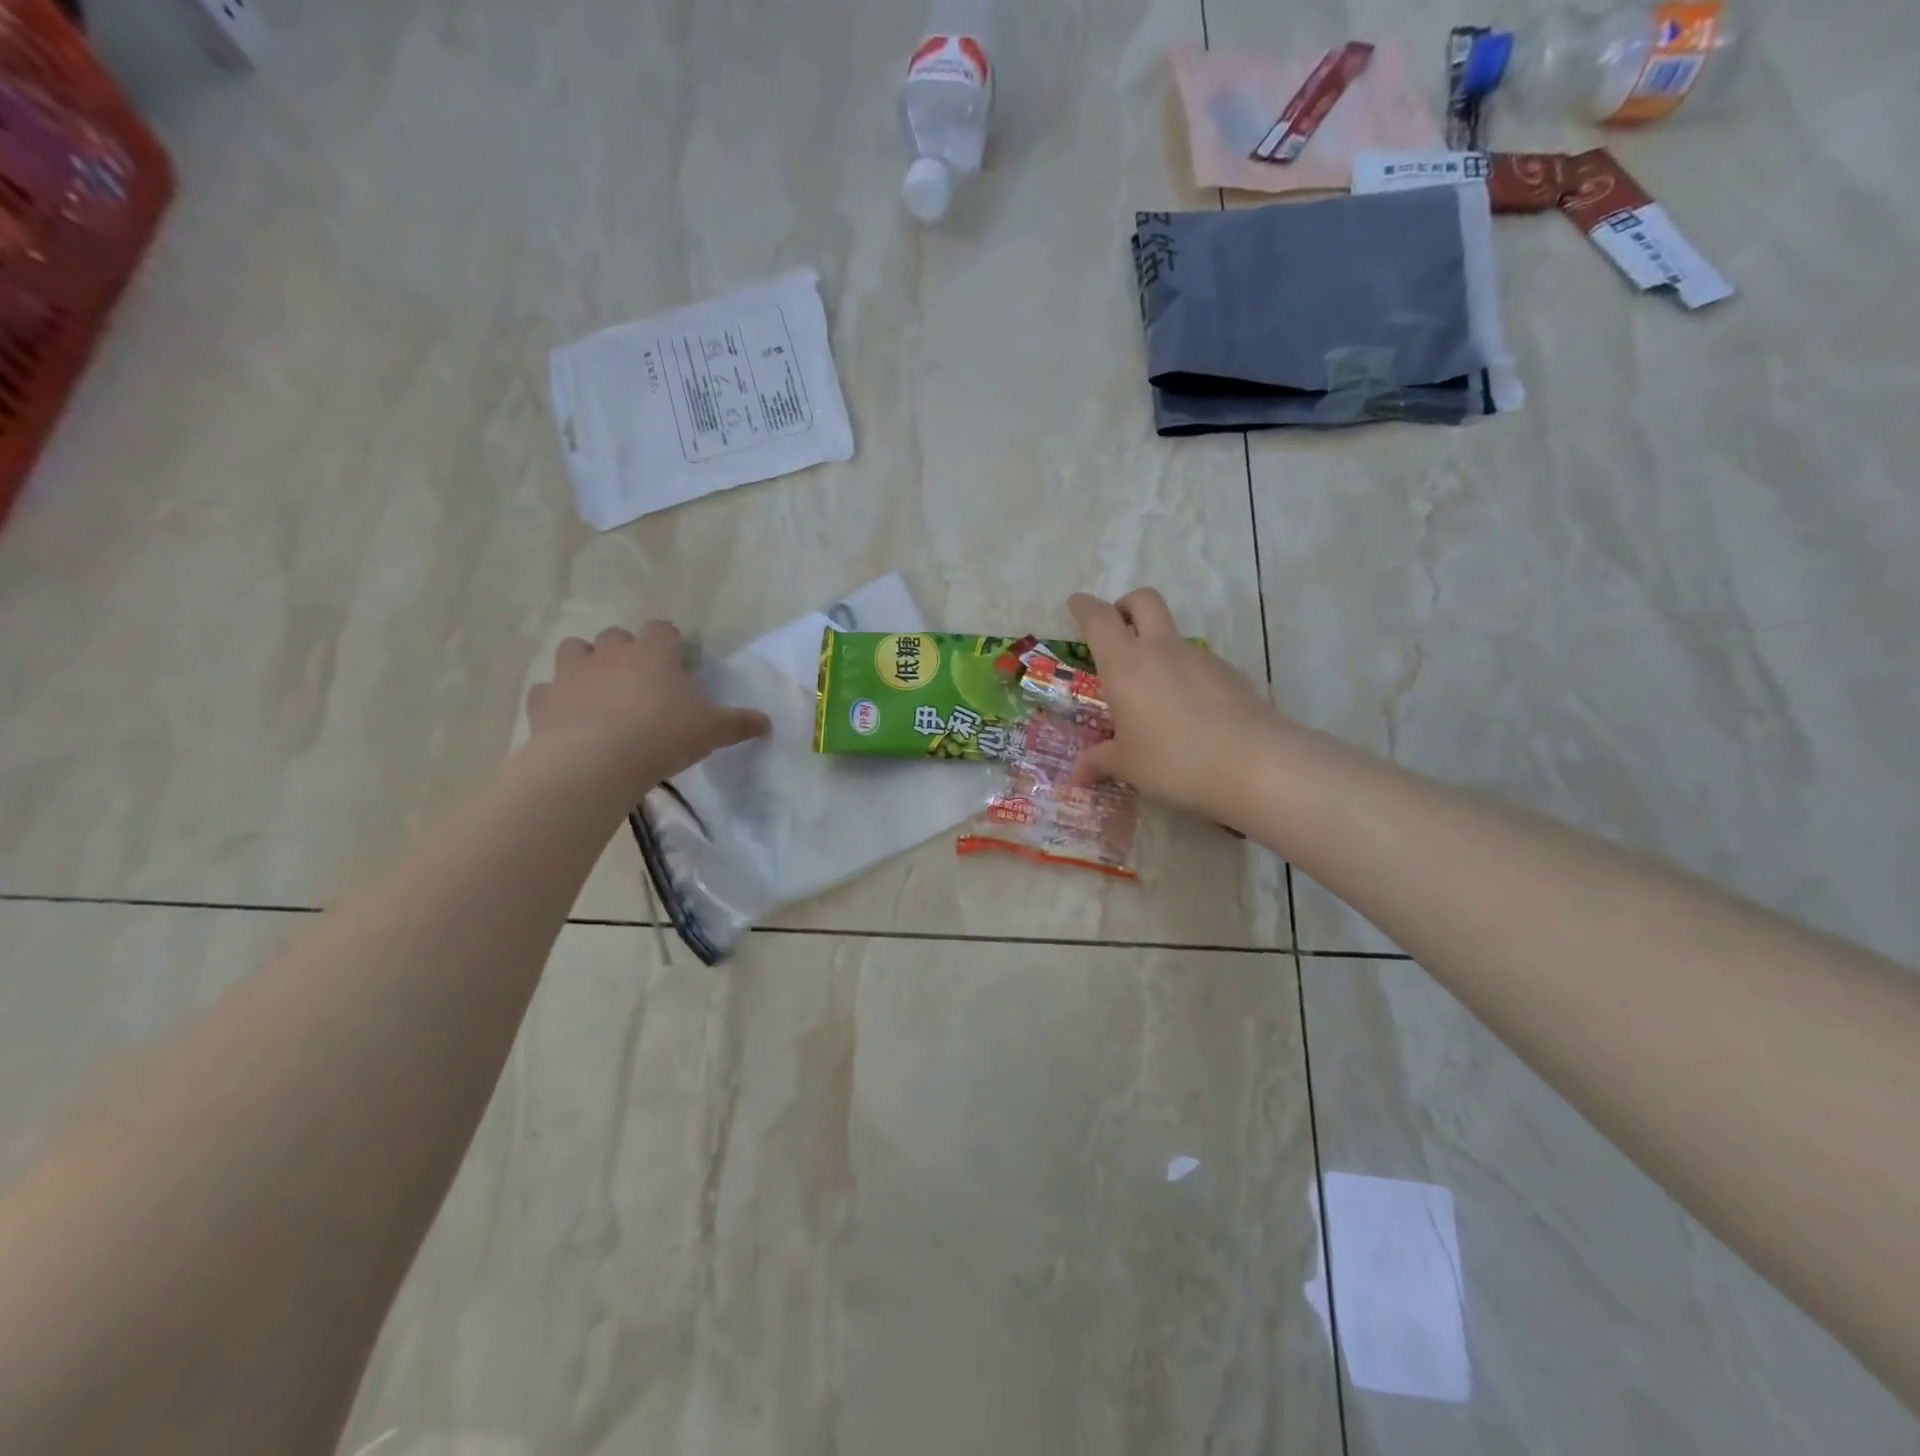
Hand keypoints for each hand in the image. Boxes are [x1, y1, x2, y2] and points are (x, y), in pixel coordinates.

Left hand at [526, 623, 769, 788]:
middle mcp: (610, 652)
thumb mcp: (712, 731)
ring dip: (586, 664)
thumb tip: (768, 722)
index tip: (677, 662)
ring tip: (599, 691)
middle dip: (626, 652)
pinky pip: (548, 690)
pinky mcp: (543, 699)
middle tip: (640, 682)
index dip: (670, 642)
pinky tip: (569, 718)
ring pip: (574, 651)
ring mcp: (572, 673)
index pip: (662, 629)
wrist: (595, 761)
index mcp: (653, 652)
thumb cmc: (662, 736)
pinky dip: (557, 699)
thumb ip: (740, 723)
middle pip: (616, 636)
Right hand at [1069, 589, 1279, 823]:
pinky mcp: (1230, 673)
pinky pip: (1199, 663)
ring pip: (1173, 634)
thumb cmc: (1174, 761)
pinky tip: (1189, 712)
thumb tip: (1077, 775)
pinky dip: (1186, 675)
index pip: (1099, 619)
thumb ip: (1099, 762)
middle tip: (1117, 629)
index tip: (1076, 604)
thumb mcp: (1128, 766)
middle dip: (1126, 606)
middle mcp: (1161, 650)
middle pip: (1143, 601)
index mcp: (1125, 665)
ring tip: (1153, 692)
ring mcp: (1200, 658)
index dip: (1084, 607)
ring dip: (1158, 647)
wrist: (1254, 764)